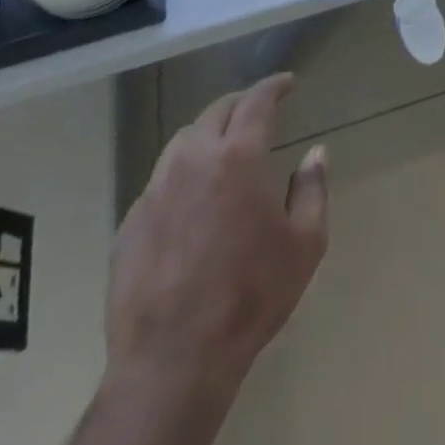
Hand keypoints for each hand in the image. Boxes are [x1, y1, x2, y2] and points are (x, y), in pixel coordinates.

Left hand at [105, 74, 327, 411]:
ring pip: (181, 142)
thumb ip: (313, 189)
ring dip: (207, 134)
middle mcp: (193, 161)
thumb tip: (315, 153)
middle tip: (257, 110)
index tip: (287, 82)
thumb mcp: (306, 243)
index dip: (273, 86)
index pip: (256, 101)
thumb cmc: (251, 295)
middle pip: (215, 112)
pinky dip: (181, 175)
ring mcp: (154, 192)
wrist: (173, 362)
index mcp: (238, 156)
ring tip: (223, 149)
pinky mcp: (129, 225)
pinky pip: (159, 182)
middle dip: (240, 103)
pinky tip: (191, 200)